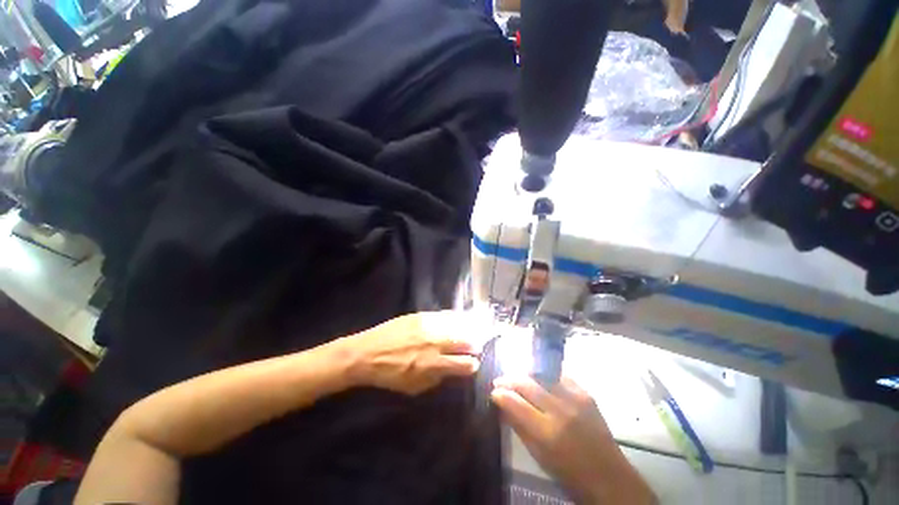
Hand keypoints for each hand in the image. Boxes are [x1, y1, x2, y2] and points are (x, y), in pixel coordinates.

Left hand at [339, 312, 481, 394]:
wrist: (367, 352)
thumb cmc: (389, 375)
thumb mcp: (414, 388)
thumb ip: (437, 378)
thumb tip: (451, 370)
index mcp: (434, 364)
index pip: (465, 363)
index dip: (472, 365)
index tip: (473, 364)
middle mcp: (435, 343)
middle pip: (466, 341)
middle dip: (475, 345)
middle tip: (477, 347)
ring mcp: (429, 326)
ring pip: (458, 325)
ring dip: (468, 330)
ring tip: (474, 331)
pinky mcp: (421, 315)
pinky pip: (444, 315)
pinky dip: (455, 318)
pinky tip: (459, 319)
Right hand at [491, 377, 654, 504]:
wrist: (609, 477)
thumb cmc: (569, 474)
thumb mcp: (538, 456)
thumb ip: (518, 426)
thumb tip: (501, 404)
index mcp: (546, 432)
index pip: (514, 402)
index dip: (499, 393)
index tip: (493, 391)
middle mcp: (560, 410)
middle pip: (526, 382)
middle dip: (509, 379)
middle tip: (500, 381)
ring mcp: (575, 398)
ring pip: (541, 374)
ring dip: (525, 374)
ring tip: (517, 378)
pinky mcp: (585, 393)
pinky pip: (559, 375)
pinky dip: (545, 375)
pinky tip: (540, 379)